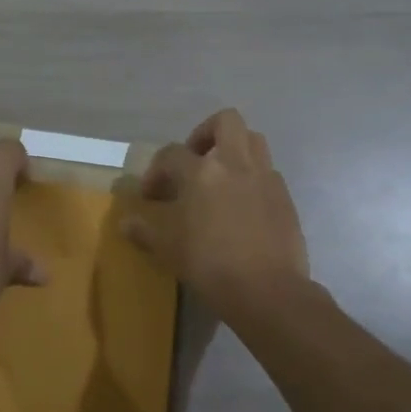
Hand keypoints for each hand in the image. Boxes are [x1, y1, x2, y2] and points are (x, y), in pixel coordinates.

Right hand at [125, 108, 309, 321]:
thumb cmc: (210, 265)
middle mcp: (234, 164)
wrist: (268, 290)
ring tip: (221, 176)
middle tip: (195, 160)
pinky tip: (243, 204)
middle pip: (226, 121)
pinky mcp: (285, 196)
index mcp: (201, 172)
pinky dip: (252, 177)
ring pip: (253, 139)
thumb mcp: (168, 249)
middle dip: (206, 133)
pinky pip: (267, 172)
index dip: (156, 171)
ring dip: (235, 149)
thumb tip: (125, 223)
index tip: (151, 195)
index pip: (171, 154)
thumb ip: (145, 230)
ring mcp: (264, 177)